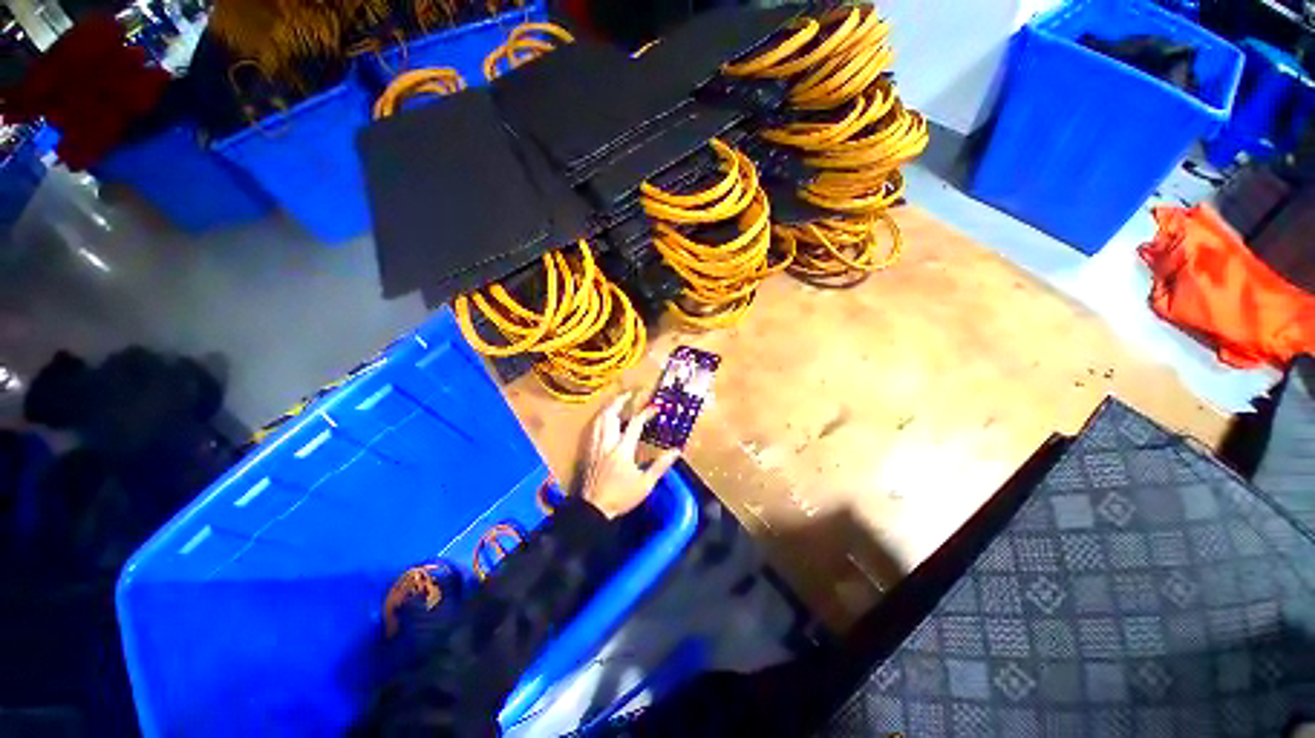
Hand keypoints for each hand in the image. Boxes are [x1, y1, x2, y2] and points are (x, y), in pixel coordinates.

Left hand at [581, 393, 680, 518]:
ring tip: (616, 402)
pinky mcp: (588, 452)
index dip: (646, 413)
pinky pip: (592, 429)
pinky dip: (599, 420)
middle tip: (628, 394)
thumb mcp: (645, 484)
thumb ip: (660, 465)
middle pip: (611, 415)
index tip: (655, 407)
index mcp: (622, 450)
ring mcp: (595, 447)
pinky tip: (603, 420)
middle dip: (620, 401)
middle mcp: (607, 443)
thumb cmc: (621, 497)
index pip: (635, 424)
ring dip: (608, 408)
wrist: (593, 510)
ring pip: (599, 420)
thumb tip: (676, 451)